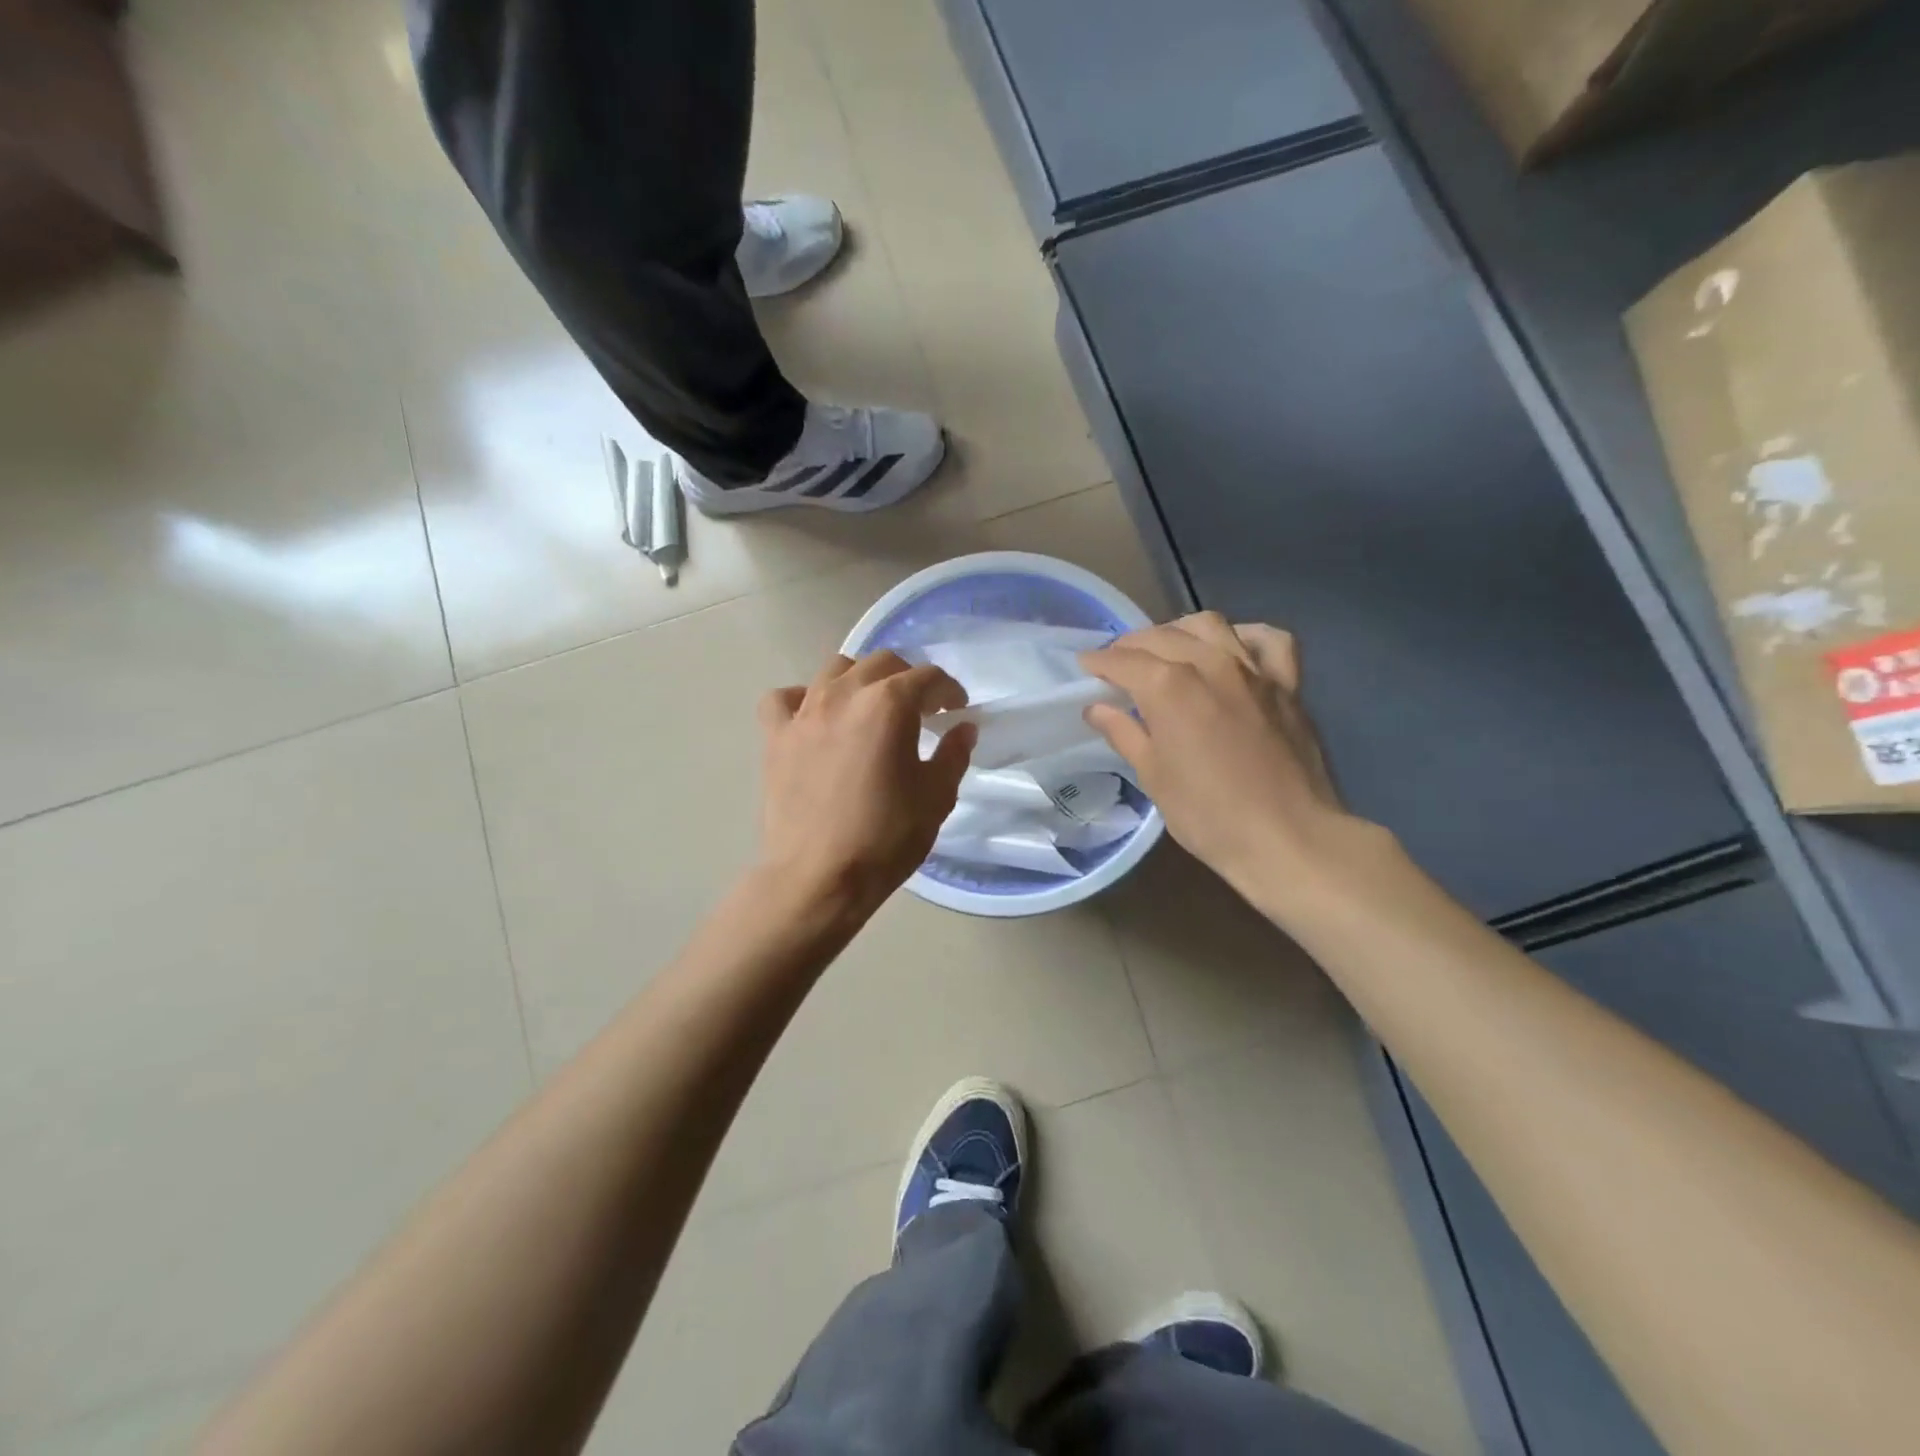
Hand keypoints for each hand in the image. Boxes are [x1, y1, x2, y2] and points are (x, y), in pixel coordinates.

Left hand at [756, 652, 975, 916]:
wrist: (819, 877)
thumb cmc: (886, 837)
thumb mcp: (936, 797)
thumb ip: (953, 754)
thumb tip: (962, 728)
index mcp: (889, 704)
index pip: (928, 678)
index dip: (949, 691)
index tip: (957, 710)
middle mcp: (845, 694)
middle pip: (882, 663)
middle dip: (908, 679)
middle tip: (921, 709)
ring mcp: (805, 712)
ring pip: (835, 670)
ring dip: (860, 679)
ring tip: (871, 707)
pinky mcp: (776, 736)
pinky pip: (785, 699)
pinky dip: (803, 699)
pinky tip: (816, 718)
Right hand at [1080, 613, 1365, 906]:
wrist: (1288, 838)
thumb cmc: (1209, 815)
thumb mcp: (1154, 777)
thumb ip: (1124, 733)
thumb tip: (1097, 708)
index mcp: (1169, 687)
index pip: (1123, 661)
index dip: (1098, 663)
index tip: (1085, 667)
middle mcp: (1209, 664)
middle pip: (1161, 637)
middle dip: (1131, 645)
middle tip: (1117, 664)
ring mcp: (1253, 670)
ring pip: (1210, 626)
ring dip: (1179, 631)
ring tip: (1167, 649)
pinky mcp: (1288, 684)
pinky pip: (1268, 641)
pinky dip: (1245, 637)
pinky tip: (1233, 649)